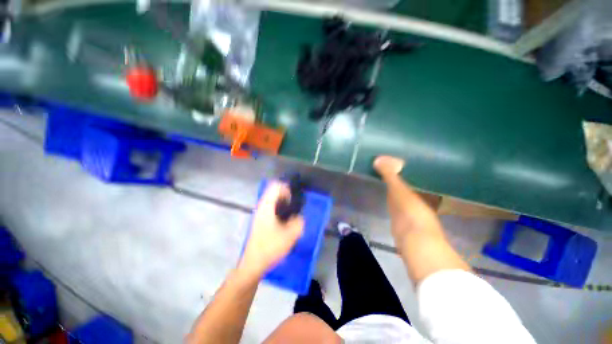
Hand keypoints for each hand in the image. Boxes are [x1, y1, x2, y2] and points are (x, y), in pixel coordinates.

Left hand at [239, 182, 304, 278]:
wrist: (253, 264)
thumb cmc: (270, 247)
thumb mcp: (290, 235)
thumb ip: (298, 223)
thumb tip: (299, 217)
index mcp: (267, 206)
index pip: (275, 186)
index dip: (287, 189)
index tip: (294, 199)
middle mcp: (262, 207)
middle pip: (274, 192)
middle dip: (286, 196)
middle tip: (295, 207)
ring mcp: (260, 214)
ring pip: (273, 201)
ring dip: (283, 204)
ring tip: (291, 215)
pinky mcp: (260, 221)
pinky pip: (271, 209)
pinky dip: (279, 210)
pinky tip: (285, 222)